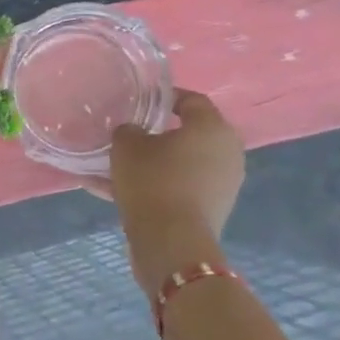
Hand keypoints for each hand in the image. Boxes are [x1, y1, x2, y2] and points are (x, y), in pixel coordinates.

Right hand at [85, 90, 245, 292]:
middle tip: (128, 134)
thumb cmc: (153, 181)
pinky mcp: (211, 209)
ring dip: (151, 164)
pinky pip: (177, 188)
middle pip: (188, 134)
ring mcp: (222, 184)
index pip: (192, 100)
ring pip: (179, 164)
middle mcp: (226, 152)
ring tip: (113, 167)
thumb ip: (128, 130)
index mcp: (212, 128)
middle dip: (157, 133)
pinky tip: (113, 192)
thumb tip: (133, 132)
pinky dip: (153, 187)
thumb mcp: (126, 146)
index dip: (165, 96)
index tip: (140, 101)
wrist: (171, 242)